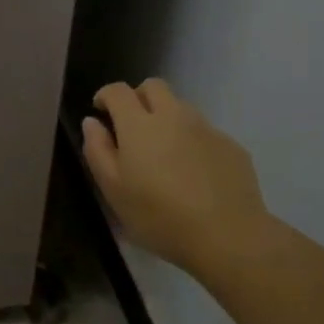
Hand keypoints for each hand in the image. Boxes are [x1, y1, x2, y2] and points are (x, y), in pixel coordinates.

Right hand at [81, 79, 270, 276]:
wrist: (228, 237)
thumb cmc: (159, 217)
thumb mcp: (114, 190)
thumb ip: (97, 150)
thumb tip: (92, 122)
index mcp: (139, 124)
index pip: (118, 91)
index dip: (105, 96)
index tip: (101, 112)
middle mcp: (173, 116)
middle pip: (154, 86)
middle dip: (138, 97)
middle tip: (132, 126)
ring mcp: (206, 129)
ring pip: (181, 107)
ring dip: (167, 118)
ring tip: (164, 154)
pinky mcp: (231, 146)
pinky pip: (205, 132)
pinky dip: (192, 141)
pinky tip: (194, 173)